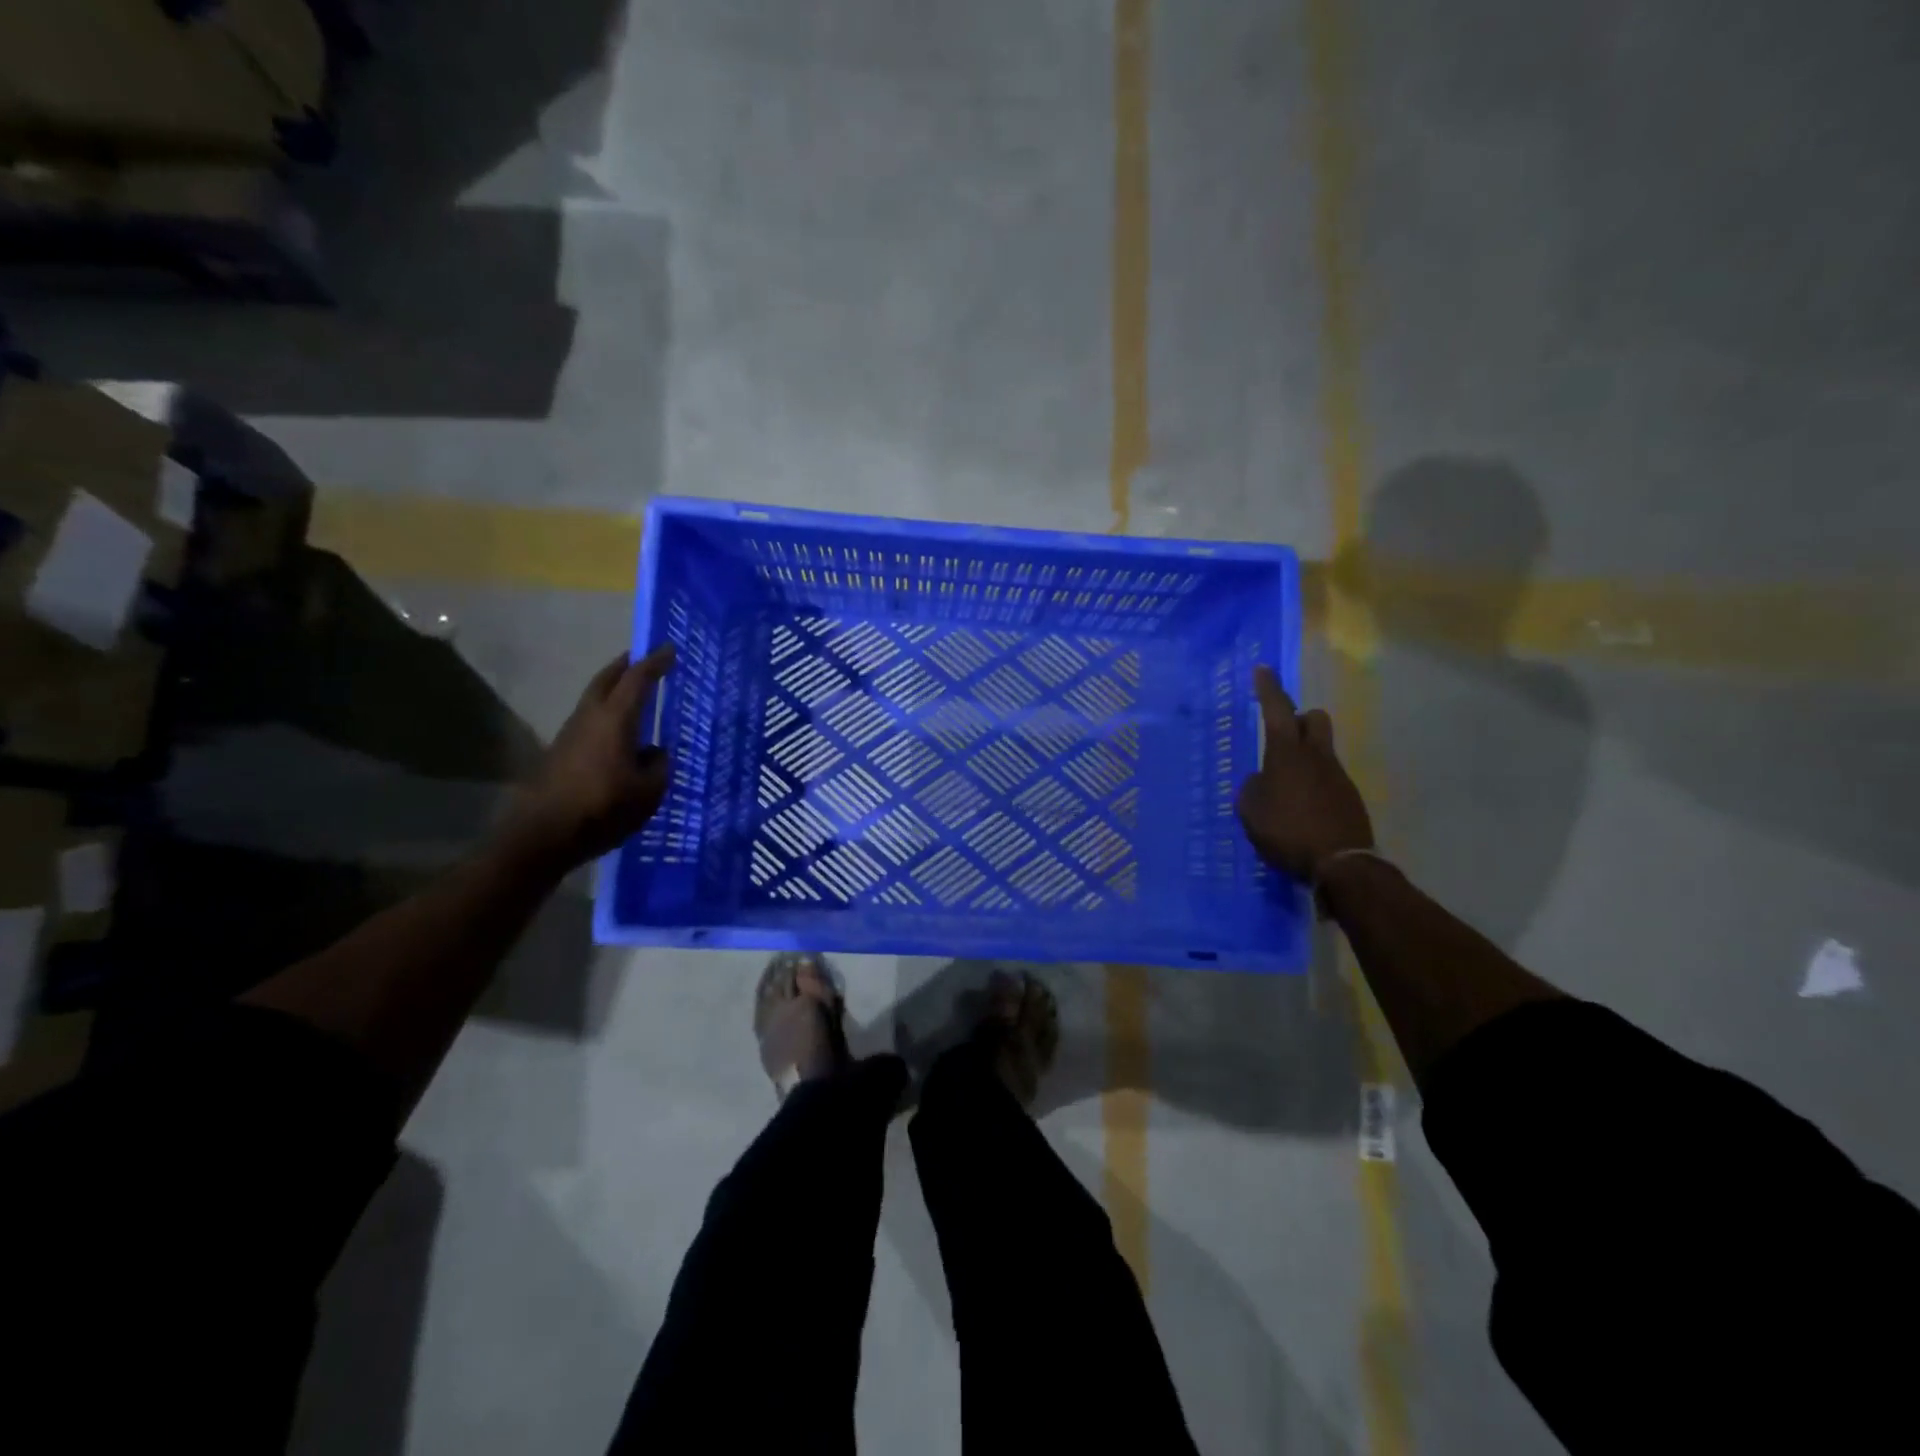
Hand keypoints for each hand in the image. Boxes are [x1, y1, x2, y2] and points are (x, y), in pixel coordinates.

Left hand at [501, 645, 675, 872]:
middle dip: (626, 666)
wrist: (543, 835)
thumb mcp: (649, 791)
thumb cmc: (603, 808)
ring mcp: (571, 733)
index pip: (637, 680)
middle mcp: (590, 717)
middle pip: (607, 679)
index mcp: (615, 719)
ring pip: (594, 699)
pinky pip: (589, 720)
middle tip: (644, 660)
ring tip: (635, 695)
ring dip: (613, 690)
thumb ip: (658, 766)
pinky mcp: (561, 752)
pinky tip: (620, 734)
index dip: (655, 663)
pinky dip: (606, 714)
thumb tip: (655, 753)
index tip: (670, 649)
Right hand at [1236, 666, 1373, 880]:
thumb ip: (1253, 789)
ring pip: (1322, 749)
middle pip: (1314, 719)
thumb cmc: (1286, 831)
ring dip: (1306, 756)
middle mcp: (1316, 756)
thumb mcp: (1251, 811)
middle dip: (1299, 719)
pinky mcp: (1349, 797)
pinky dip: (1314, 785)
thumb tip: (1262, 781)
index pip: (1277, 710)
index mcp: (1286, 753)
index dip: (1268, 689)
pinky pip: (1328, 778)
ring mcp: (1337, 776)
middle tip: (1282, 736)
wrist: (1340, 864)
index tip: (1262, 669)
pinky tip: (1302, 810)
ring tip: (1286, 785)